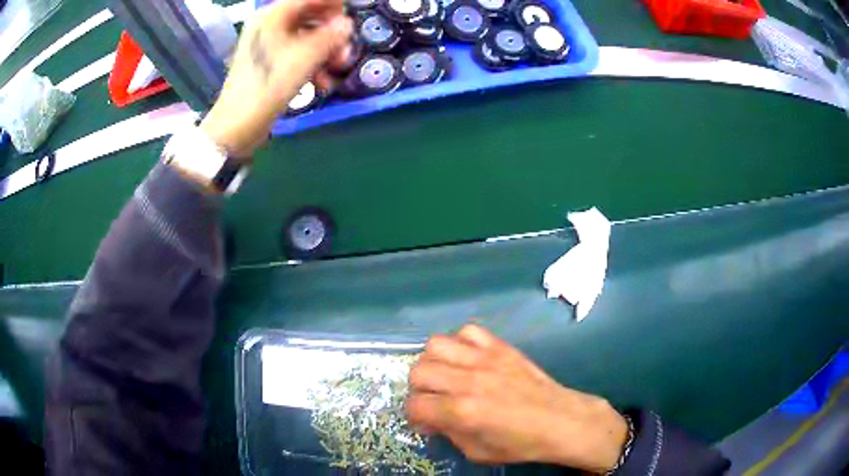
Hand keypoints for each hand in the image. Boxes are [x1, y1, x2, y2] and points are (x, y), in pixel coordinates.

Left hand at [201, 0, 352, 156]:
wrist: (237, 127)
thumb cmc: (267, 87)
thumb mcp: (303, 59)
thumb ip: (329, 36)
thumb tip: (346, 24)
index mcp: (272, 17)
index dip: (332, 5)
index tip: (349, 18)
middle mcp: (269, 26)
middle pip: (309, 16)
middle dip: (331, 32)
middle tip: (346, 49)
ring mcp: (269, 45)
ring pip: (306, 37)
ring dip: (325, 51)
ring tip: (337, 69)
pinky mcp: (270, 64)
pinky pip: (297, 54)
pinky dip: (312, 64)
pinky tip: (322, 83)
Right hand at [406, 324, 627, 472]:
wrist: (561, 421)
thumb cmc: (521, 444)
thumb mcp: (477, 452)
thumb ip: (448, 433)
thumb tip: (431, 418)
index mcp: (462, 412)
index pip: (415, 405)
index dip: (414, 415)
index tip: (425, 421)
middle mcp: (468, 381)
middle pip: (419, 371)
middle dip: (419, 389)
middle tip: (434, 399)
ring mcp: (485, 359)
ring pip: (436, 345)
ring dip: (434, 362)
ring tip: (447, 375)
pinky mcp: (501, 347)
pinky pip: (468, 331)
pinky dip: (460, 342)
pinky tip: (468, 359)